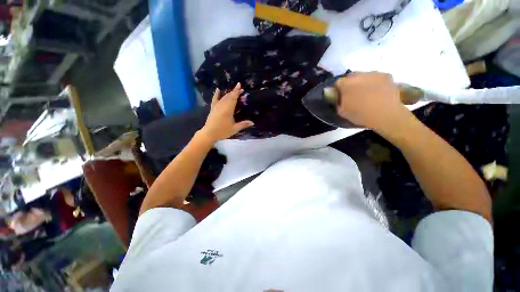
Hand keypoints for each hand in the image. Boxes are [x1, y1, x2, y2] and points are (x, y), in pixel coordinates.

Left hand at [199, 83, 253, 141]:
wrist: (209, 134)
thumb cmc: (223, 131)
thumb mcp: (234, 129)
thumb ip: (243, 124)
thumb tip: (252, 122)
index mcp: (228, 109)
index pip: (233, 98)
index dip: (237, 91)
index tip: (239, 85)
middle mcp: (222, 106)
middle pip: (229, 96)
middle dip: (234, 92)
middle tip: (240, 90)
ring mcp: (216, 106)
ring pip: (223, 97)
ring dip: (229, 93)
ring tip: (233, 91)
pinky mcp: (212, 109)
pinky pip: (214, 100)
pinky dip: (216, 94)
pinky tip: (217, 90)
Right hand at [335, 72, 411, 133]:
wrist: (385, 114)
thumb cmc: (360, 114)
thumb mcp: (341, 111)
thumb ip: (335, 101)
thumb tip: (332, 94)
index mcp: (346, 84)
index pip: (337, 83)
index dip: (337, 90)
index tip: (340, 97)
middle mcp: (359, 75)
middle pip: (350, 77)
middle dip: (349, 84)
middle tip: (352, 95)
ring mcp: (374, 73)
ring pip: (364, 76)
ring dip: (362, 82)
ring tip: (366, 94)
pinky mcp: (386, 75)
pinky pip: (376, 77)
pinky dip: (374, 83)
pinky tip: (377, 92)